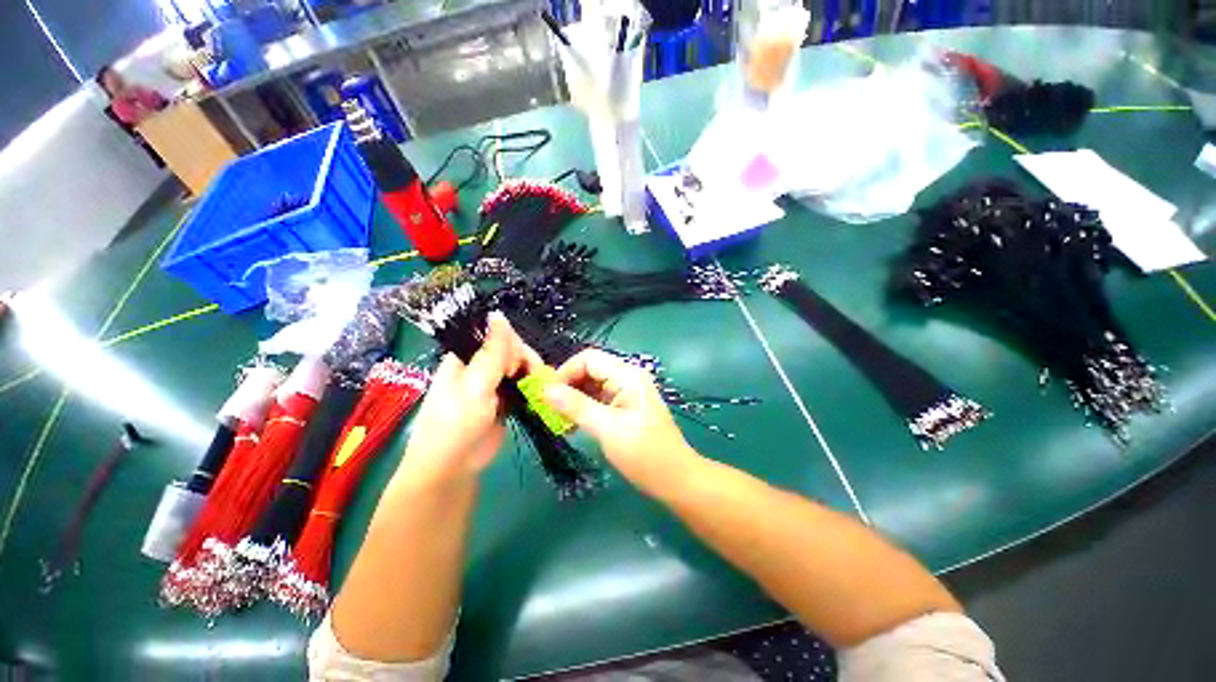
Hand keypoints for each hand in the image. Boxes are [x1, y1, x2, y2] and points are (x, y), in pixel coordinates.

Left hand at [397, 312, 540, 488]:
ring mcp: (493, 385)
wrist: (453, 468)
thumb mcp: (475, 384)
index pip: (496, 336)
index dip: (512, 346)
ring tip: (536, 391)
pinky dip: (531, 388)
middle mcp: (480, 367)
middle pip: (511, 351)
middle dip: (524, 362)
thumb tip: (498, 313)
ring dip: (531, 376)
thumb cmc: (456, 423)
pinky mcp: (504, 402)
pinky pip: (521, 386)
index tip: (515, 366)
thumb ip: (492, 351)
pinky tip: (537, 395)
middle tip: (528, 381)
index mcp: (466, 357)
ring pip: (519, 369)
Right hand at [544, 349, 701, 495]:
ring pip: (592, 385)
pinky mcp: (625, 407)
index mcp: (627, 375)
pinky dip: (583, 409)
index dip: (565, 372)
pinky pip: (598, 399)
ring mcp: (627, 392)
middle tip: (548, 408)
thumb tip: (545, 389)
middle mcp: (627, 377)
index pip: (588, 359)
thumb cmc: (644, 453)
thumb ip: (576, 406)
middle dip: (567, 386)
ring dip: (573, 399)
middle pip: (590, 370)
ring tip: (556, 419)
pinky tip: (571, 425)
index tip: (546, 395)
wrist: (676, 479)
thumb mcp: (607, 428)